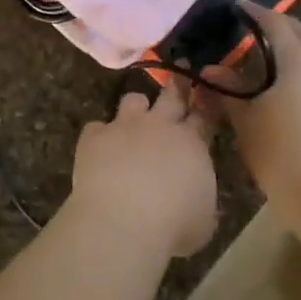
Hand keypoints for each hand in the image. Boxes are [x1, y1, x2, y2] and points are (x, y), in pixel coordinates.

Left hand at [68, 83, 219, 257]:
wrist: (124, 221)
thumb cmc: (173, 226)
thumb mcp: (203, 217)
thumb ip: (199, 194)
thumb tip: (193, 192)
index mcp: (192, 144)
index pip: (204, 115)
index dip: (205, 103)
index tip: (206, 93)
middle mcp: (160, 126)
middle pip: (172, 95)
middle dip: (178, 84)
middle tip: (180, 74)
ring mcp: (125, 126)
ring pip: (133, 100)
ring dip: (137, 106)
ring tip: (135, 115)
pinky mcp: (94, 136)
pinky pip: (96, 126)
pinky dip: (100, 135)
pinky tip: (99, 148)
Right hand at [207, 2, 300, 206]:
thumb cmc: (281, 153)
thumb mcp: (245, 120)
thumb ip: (228, 89)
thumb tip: (211, 69)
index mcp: (299, 59)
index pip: (276, 22)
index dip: (255, 12)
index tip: (238, 5)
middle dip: (281, 26)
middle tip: (257, 29)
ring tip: (278, 56)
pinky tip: (299, 87)